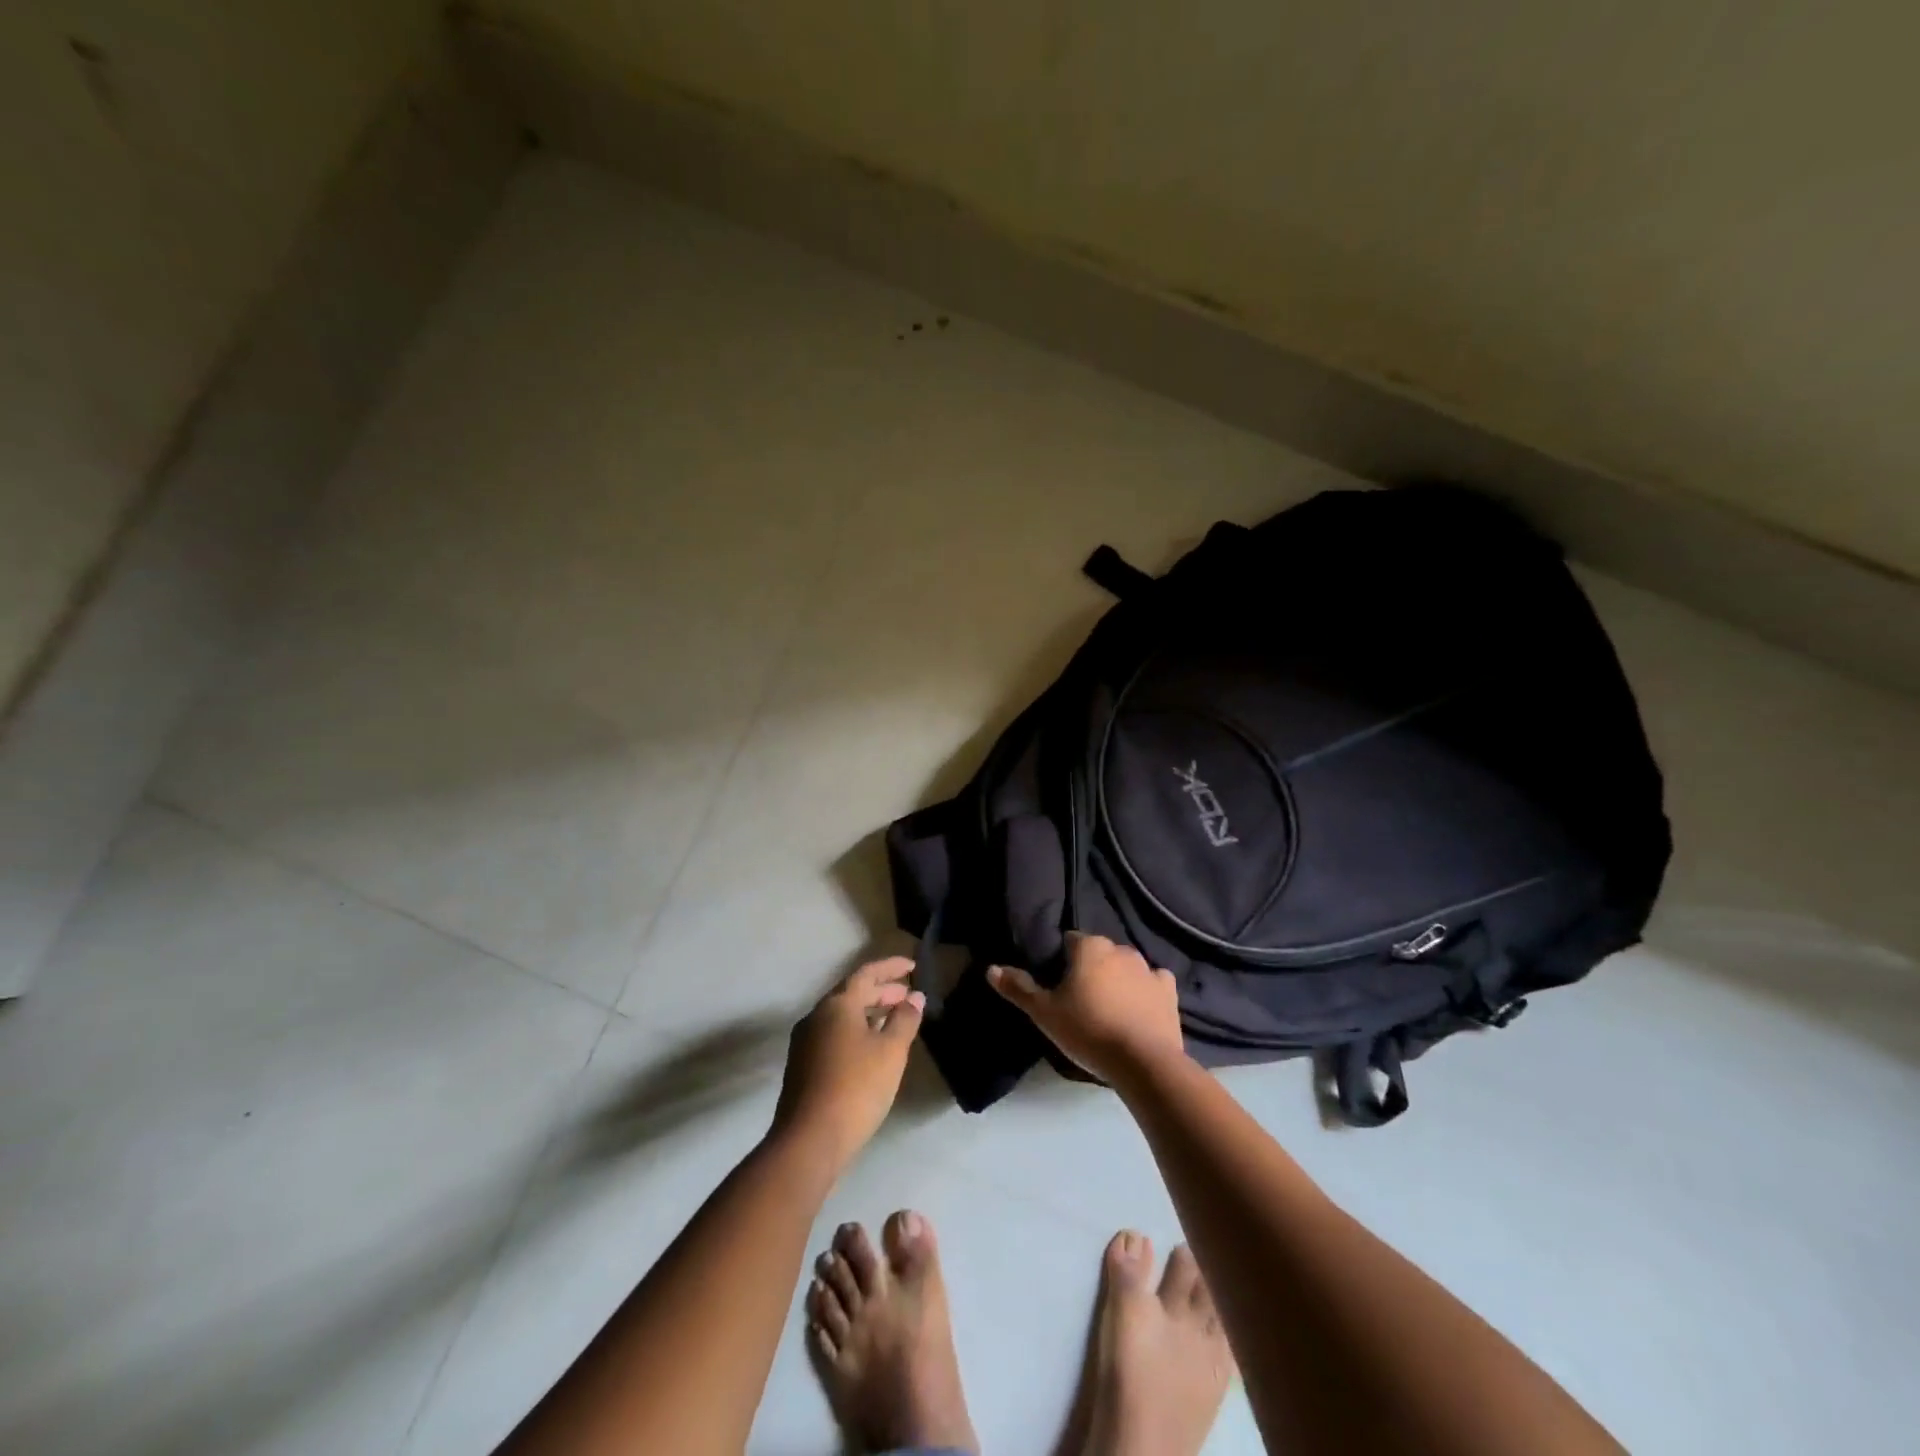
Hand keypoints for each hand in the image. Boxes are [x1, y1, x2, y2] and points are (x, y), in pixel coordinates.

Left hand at [771, 956, 924, 1171]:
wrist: (808, 1141)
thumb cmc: (856, 1088)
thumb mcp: (891, 1051)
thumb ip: (905, 1020)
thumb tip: (914, 997)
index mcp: (837, 1005)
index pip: (866, 973)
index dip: (891, 967)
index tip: (913, 966)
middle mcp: (816, 1016)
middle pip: (852, 993)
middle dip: (882, 991)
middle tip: (908, 996)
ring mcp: (805, 1041)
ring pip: (842, 1016)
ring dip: (869, 1013)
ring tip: (895, 1020)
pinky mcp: (802, 1066)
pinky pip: (834, 1035)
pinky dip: (856, 1031)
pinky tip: (872, 1049)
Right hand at [988, 932, 1186, 1084]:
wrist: (1143, 1062)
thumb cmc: (1088, 1030)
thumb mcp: (1044, 1013)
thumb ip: (1018, 988)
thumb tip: (991, 968)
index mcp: (1089, 947)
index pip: (1069, 941)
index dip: (1060, 961)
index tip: (1057, 985)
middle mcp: (1120, 948)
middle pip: (1098, 953)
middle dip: (1090, 969)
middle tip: (1080, 1001)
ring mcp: (1148, 968)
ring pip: (1125, 967)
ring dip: (1117, 979)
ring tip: (1109, 1010)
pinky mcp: (1169, 990)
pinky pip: (1153, 983)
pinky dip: (1145, 991)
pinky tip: (1139, 1010)